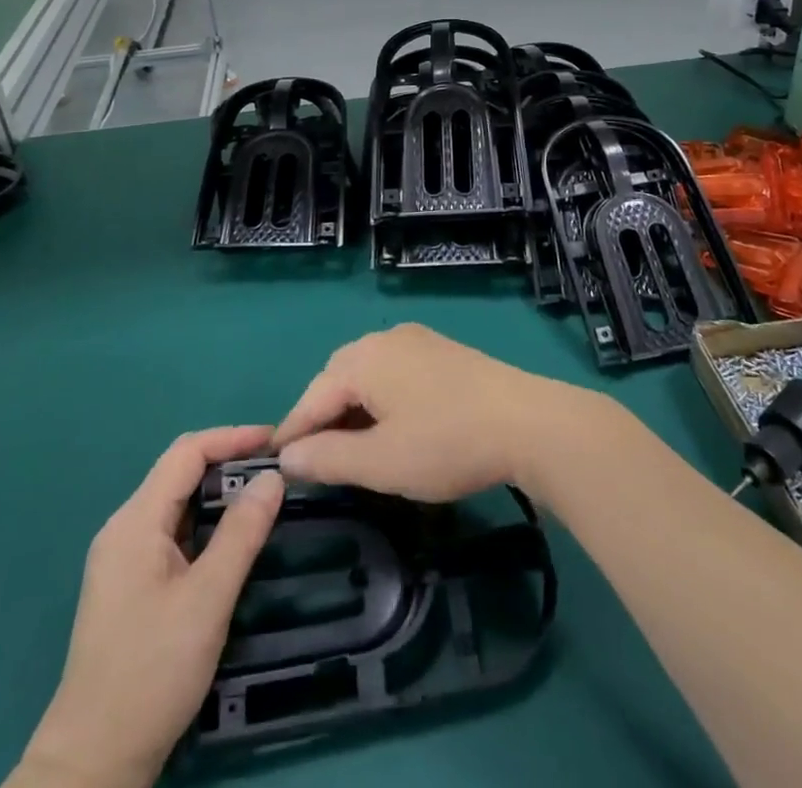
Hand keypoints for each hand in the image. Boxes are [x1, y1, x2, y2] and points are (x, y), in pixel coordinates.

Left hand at [13, 426, 284, 787]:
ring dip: (218, 494)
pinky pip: (172, 532)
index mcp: (135, 521)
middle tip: (276, 470)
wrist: (93, 763)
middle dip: (228, 463)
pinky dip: (205, 523)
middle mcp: (124, 528)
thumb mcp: (207, 600)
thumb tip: (272, 477)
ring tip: (264, 497)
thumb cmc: (151, 673)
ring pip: (177, 503)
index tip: (276, 441)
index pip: (187, 453)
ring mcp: (123, 558)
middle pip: (180, 473)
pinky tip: (232, 539)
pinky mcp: (129, 584)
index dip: (232, 438)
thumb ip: (241, 533)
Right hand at [271, 323, 585, 500]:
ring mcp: (418, 340)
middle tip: (314, 458)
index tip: (275, 463)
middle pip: (338, 377)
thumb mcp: (380, 462)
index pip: (313, 395)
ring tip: (351, 448)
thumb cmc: (446, 443)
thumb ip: (327, 458)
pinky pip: (395, 371)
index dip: (293, 431)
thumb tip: (288, 456)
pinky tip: (391, 426)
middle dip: (322, 415)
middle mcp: (386, 338)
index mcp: (364, 359)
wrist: (527, 423)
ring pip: (368, 373)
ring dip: (353, 408)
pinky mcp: (443, 351)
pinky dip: (381, 398)